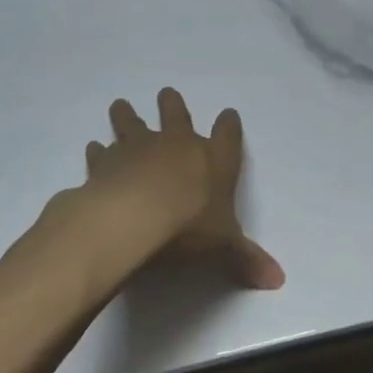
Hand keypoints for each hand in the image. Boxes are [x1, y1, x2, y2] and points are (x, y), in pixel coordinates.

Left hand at [82, 88, 284, 289]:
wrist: (133, 219)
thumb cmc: (188, 228)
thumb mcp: (224, 246)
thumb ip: (246, 258)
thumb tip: (278, 280)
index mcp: (213, 159)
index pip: (227, 135)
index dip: (229, 125)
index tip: (228, 114)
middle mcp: (177, 145)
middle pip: (176, 116)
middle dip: (173, 105)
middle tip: (166, 93)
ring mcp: (138, 150)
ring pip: (133, 124)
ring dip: (128, 116)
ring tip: (120, 104)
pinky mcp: (105, 163)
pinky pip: (101, 153)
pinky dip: (97, 152)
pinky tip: (93, 148)